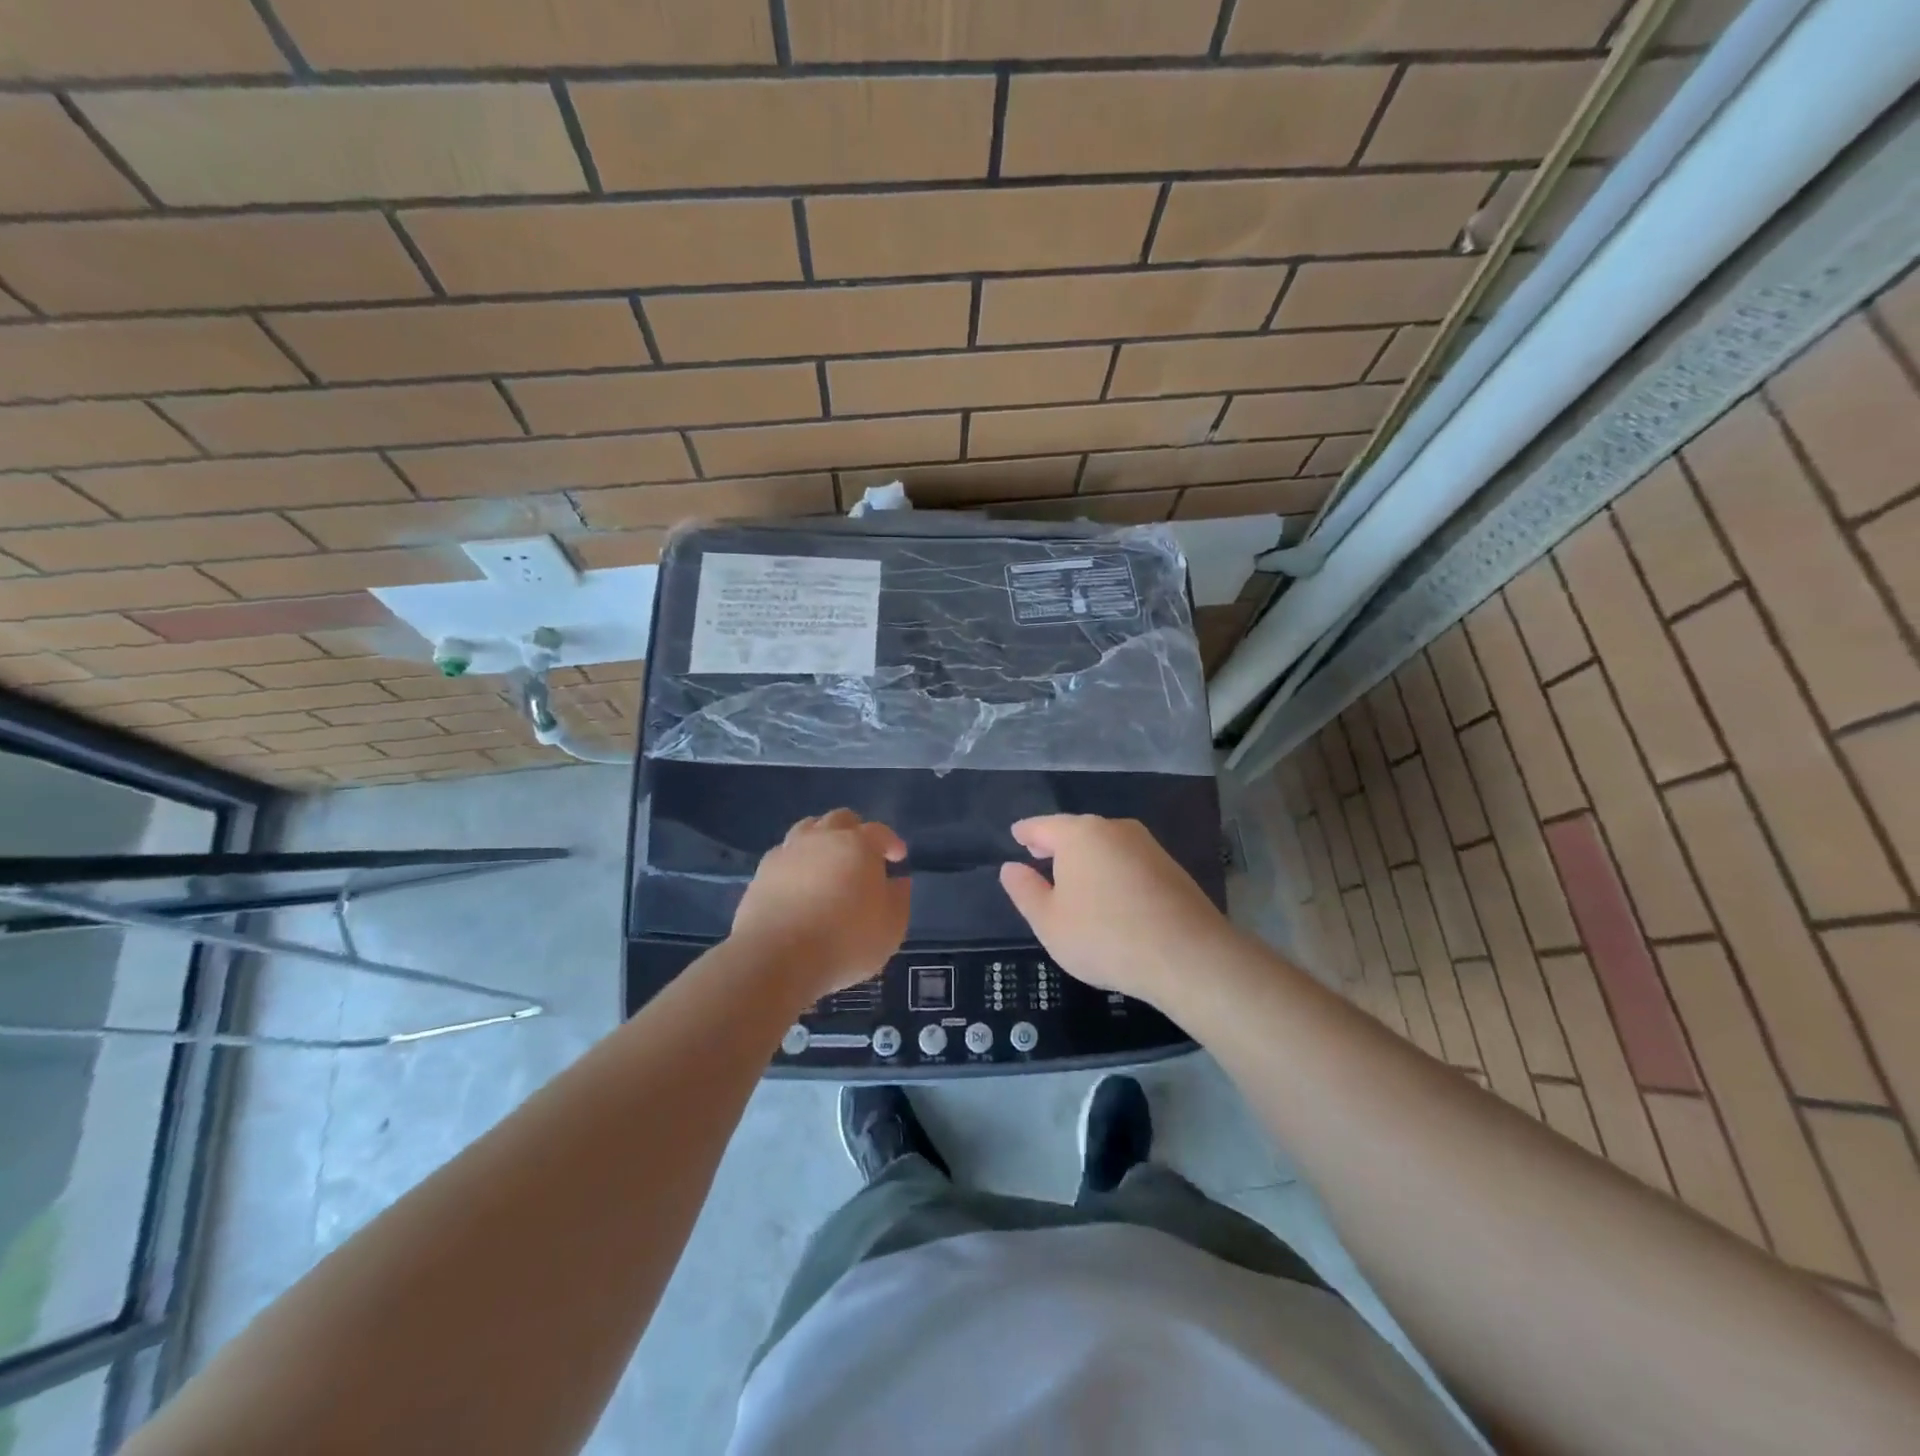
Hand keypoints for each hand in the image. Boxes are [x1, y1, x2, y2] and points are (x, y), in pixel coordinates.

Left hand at [731, 809, 910, 1004]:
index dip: (891, 842)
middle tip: (862, 856)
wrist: (777, 958)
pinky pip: (784, 854)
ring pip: (808, 829)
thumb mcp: (891, 927)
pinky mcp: (762, 872)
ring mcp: (788, 851)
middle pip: (840, 819)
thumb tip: (897, 881)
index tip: (897, 858)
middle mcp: (823, 838)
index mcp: (859, 845)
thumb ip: (898, 899)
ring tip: (827, 863)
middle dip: (855, 832)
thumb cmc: (845, 941)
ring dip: (822, 839)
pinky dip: (796, 861)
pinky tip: (798, 882)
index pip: (880, 832)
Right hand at [999, 815, 1232, 1007]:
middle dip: (1056, 843)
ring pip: (1105, 845)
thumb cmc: (1104, 937)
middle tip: (1038, 854)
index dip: (1026, 832)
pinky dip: (1111, 870)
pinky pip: (1127, 861)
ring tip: (1072, 878)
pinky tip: (1108, 893)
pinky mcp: (1169, 867)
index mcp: (1079, 835)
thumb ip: (1025, 891)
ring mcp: (1146, 846)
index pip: (1042, 826)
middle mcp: (1113, 829)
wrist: (1186, 955)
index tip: (1016, 835)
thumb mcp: (1049, 922)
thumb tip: (1010, 867)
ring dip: (1086, 858)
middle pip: (1076, 831)